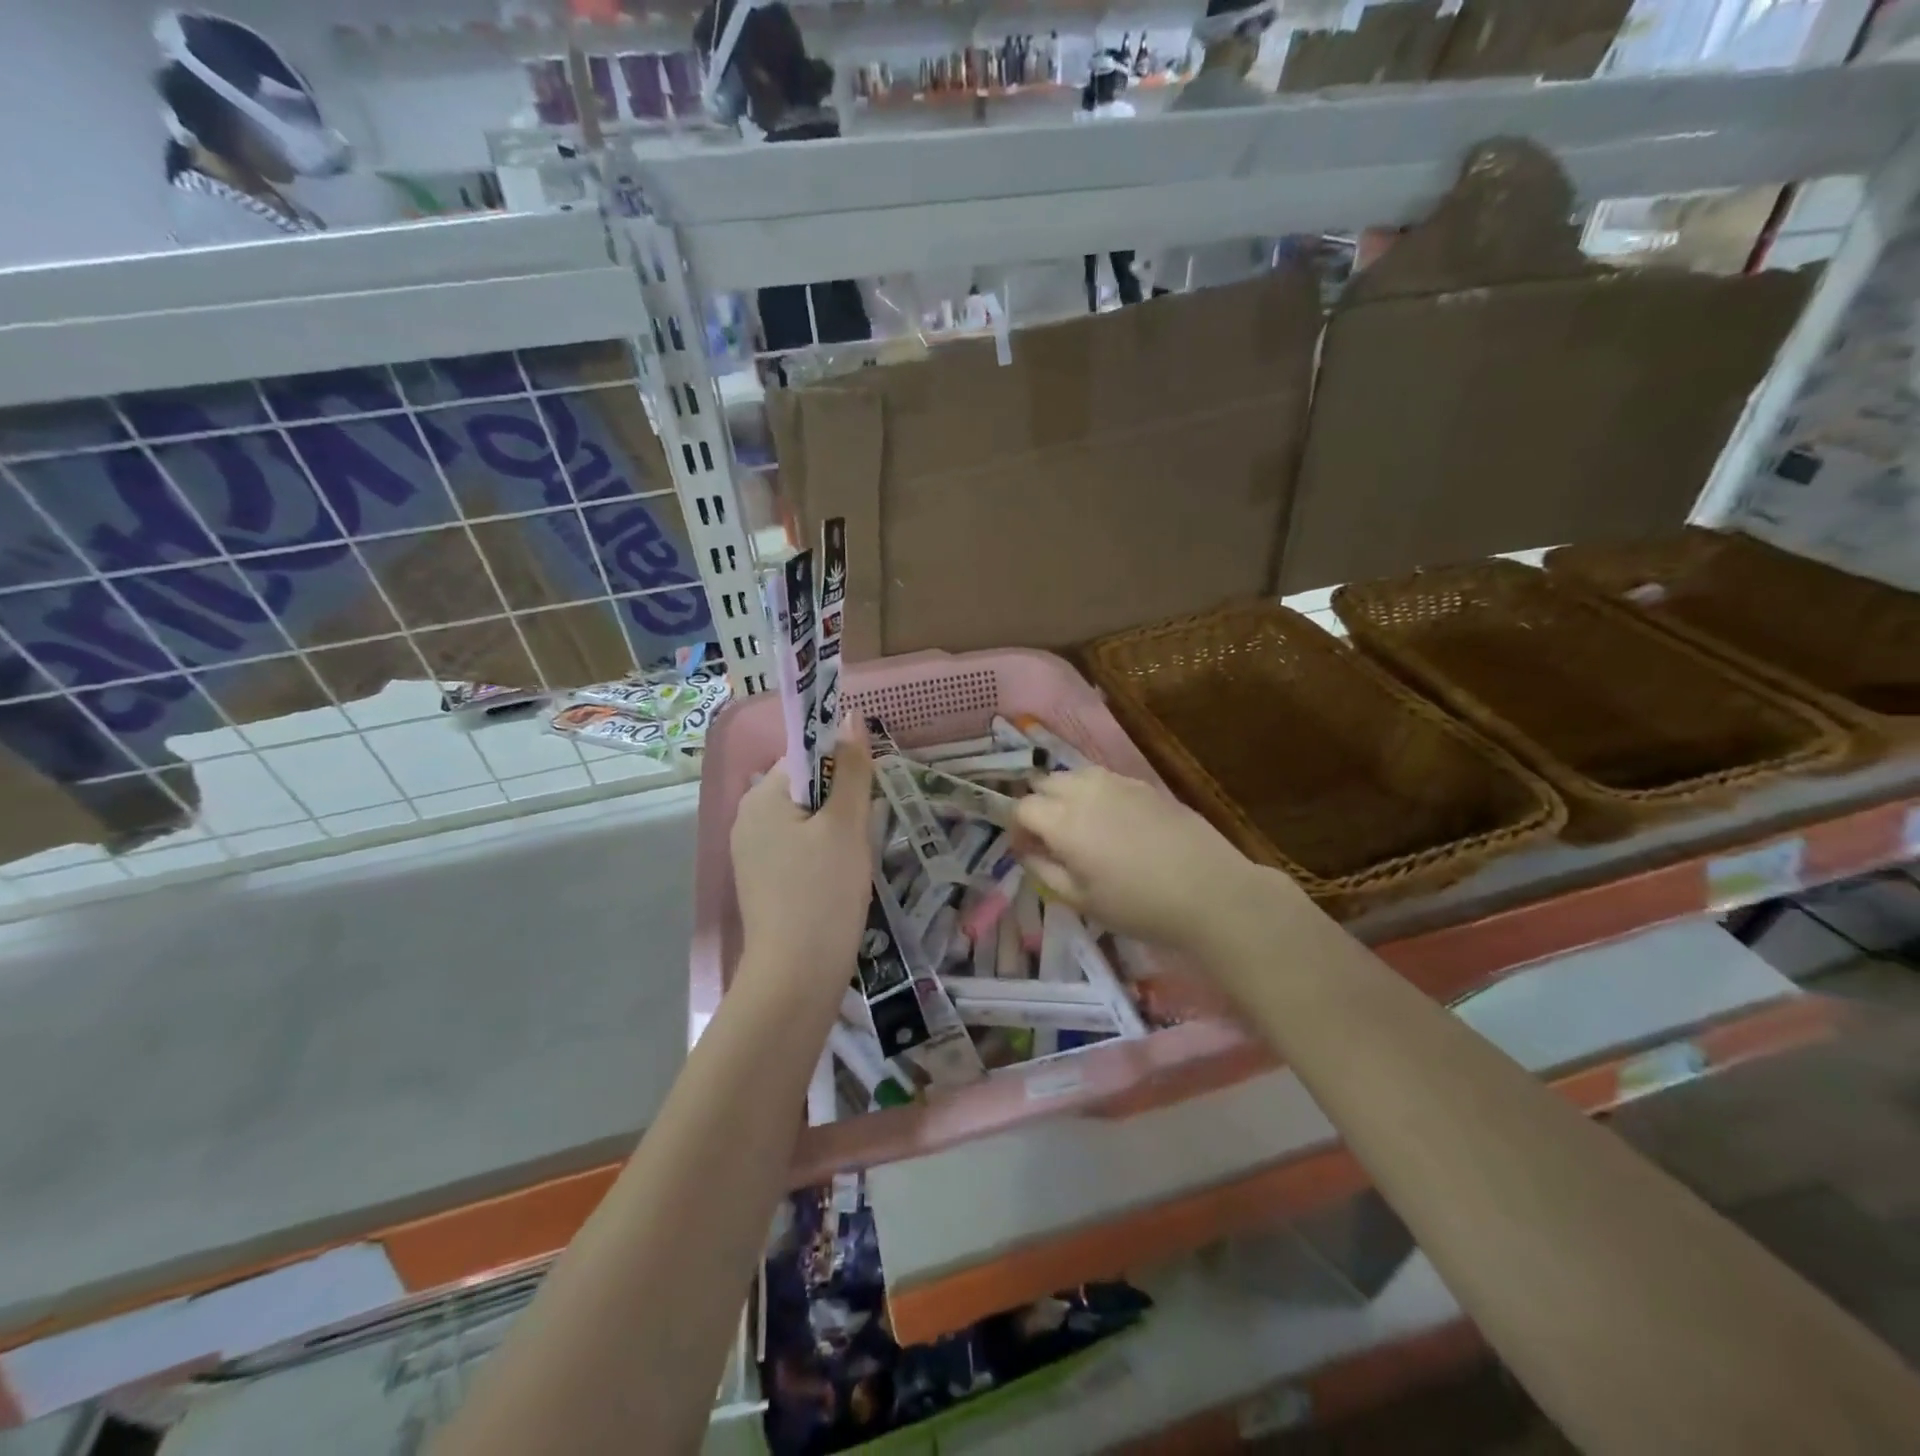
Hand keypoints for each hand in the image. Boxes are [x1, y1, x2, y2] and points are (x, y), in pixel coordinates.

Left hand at [730, 720, 876, 990]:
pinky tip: (840, 881)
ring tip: (854, 861)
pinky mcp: (764, 882)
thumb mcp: (846, 825)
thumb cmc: (823, 893)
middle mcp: (748, 819)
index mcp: (761, 798)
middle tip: (863, 833)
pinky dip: (824, 856)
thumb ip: (851, 769)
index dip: (842, 766)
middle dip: (842, 803)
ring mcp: (752, 853)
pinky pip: (799, 849)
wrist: (797, 977)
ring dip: (838, 831)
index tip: (868, 792)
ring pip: (807, 821)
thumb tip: (850, 717)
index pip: (806, 756)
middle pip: (807, 788)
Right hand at [1014, 766, 1288, 954]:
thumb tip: (1027, 852)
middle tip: (1051, 839)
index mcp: (1063, 822)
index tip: (1027, 851)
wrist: (1210, 891)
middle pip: (1045, 783)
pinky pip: (1105, 779)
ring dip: (1066, 795)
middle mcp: (1085, 792)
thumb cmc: (1139, 905)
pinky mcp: (1144, 784)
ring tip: (1081, 826)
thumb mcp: (1081, 900)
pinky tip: (1113, 821)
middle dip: (1039, 806)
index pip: (1022, 808)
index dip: (1017, 829)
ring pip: (1075, 775)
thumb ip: (1044, 872)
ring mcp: (1117, 783)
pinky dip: (1095, 793)